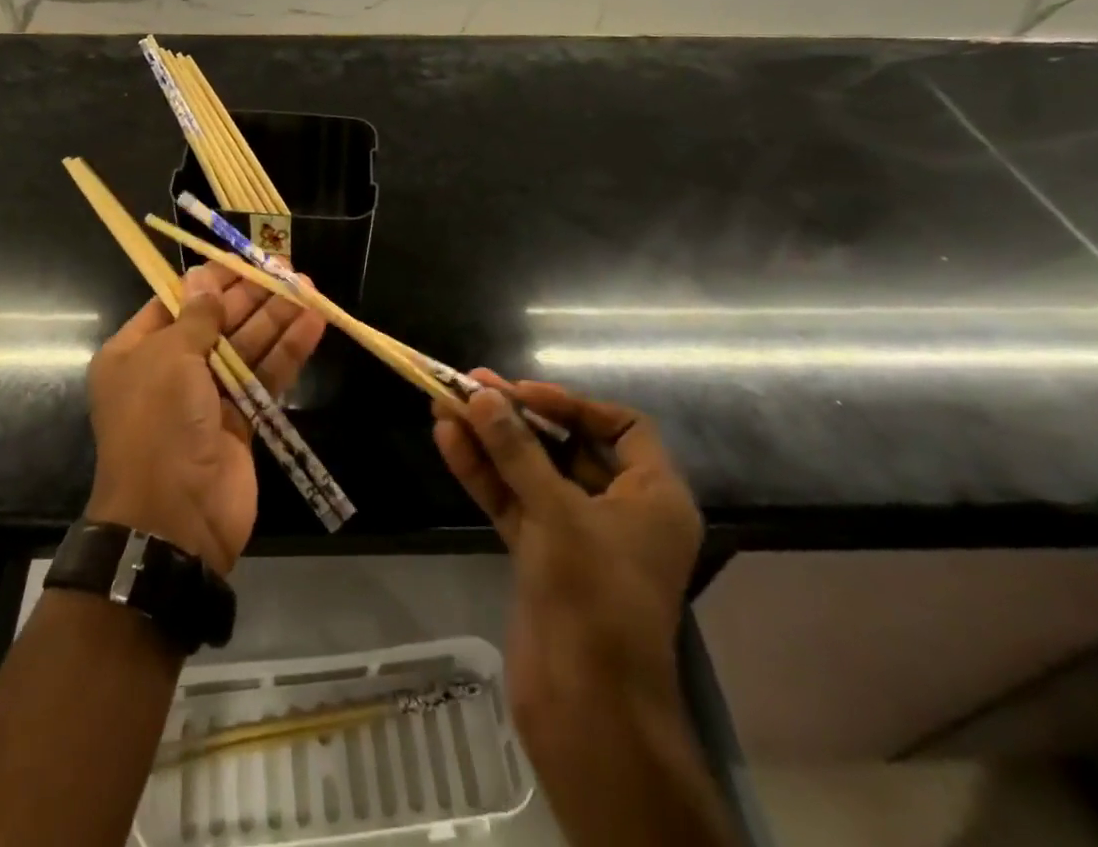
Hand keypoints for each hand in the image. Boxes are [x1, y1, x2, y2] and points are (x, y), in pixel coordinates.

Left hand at [86, 265, 325, 576]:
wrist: (174, 518)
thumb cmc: (159, 423)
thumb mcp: (169, 358)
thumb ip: (197, 317)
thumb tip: (204, 277)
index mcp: (135, 353)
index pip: (175, 304)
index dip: (210, 281)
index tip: (243, 259)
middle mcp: (168, 372)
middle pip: (215, 323)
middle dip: (250, 296)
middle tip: (286, 268)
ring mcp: (205, 398)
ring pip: (245, 348)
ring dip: (276, 318)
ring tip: (308, 287)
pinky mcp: (240, 422)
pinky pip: (264, 378)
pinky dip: (287, 351)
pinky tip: (313, 323)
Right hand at [434, 374, 731, 846]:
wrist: (588, 711)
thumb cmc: (595, 598)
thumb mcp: (557, 512)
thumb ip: (516, 450)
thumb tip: (481, 395)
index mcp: (653, 497)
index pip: (622, 427)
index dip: (573, 404)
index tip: (523, 392)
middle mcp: (619, 510)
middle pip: (567, 446)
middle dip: (518, 417)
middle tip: (472, 385)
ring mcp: (577, 535)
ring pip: (531, 473)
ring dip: (490, 441)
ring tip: (445, 402)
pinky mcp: (542, 557)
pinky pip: (513, 502)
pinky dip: (483, 474)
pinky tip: (448, 441)